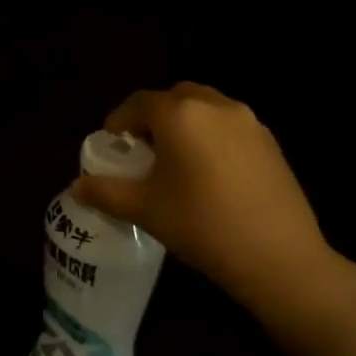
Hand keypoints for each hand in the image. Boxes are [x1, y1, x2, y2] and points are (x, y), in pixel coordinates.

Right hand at [73, 82, 349, 311]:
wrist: (279, 258)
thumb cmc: (201, 225)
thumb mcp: (144, 210)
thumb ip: (105, 192)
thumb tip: (76, 187)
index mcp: (180, 114)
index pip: (139, 103)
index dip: (119, 120)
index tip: (111, 143)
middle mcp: (216, 106)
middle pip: (175, 97)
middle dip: (153, 116)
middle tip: (142, 148)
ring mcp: (249, 123)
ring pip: (206, 109)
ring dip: (185, 123)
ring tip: (175, 161)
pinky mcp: (271, 143)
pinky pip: (230, 127)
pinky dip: (211, 136)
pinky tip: (209, 174)